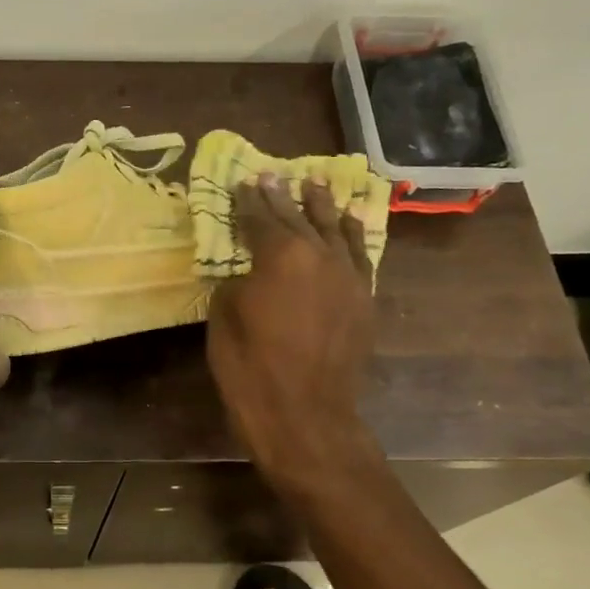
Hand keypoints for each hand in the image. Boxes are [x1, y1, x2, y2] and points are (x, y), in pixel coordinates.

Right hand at [208, 174, 379, 486]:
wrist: (304, 412)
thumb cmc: (250, 366)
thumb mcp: (224, 316)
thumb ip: (236, 281)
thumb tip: (248, 270)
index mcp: (279, 254)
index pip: (260, 217)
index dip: (248, 200)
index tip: (243, 183)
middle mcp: (319, 254)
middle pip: (297, 217)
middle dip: (282, 197)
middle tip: (272, 176)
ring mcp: (348, 275)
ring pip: (334, 229)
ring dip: (321, 207)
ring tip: (315, 185)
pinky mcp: (364, 297)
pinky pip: (359, 254)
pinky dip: (351, 234)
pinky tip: (348, 222)